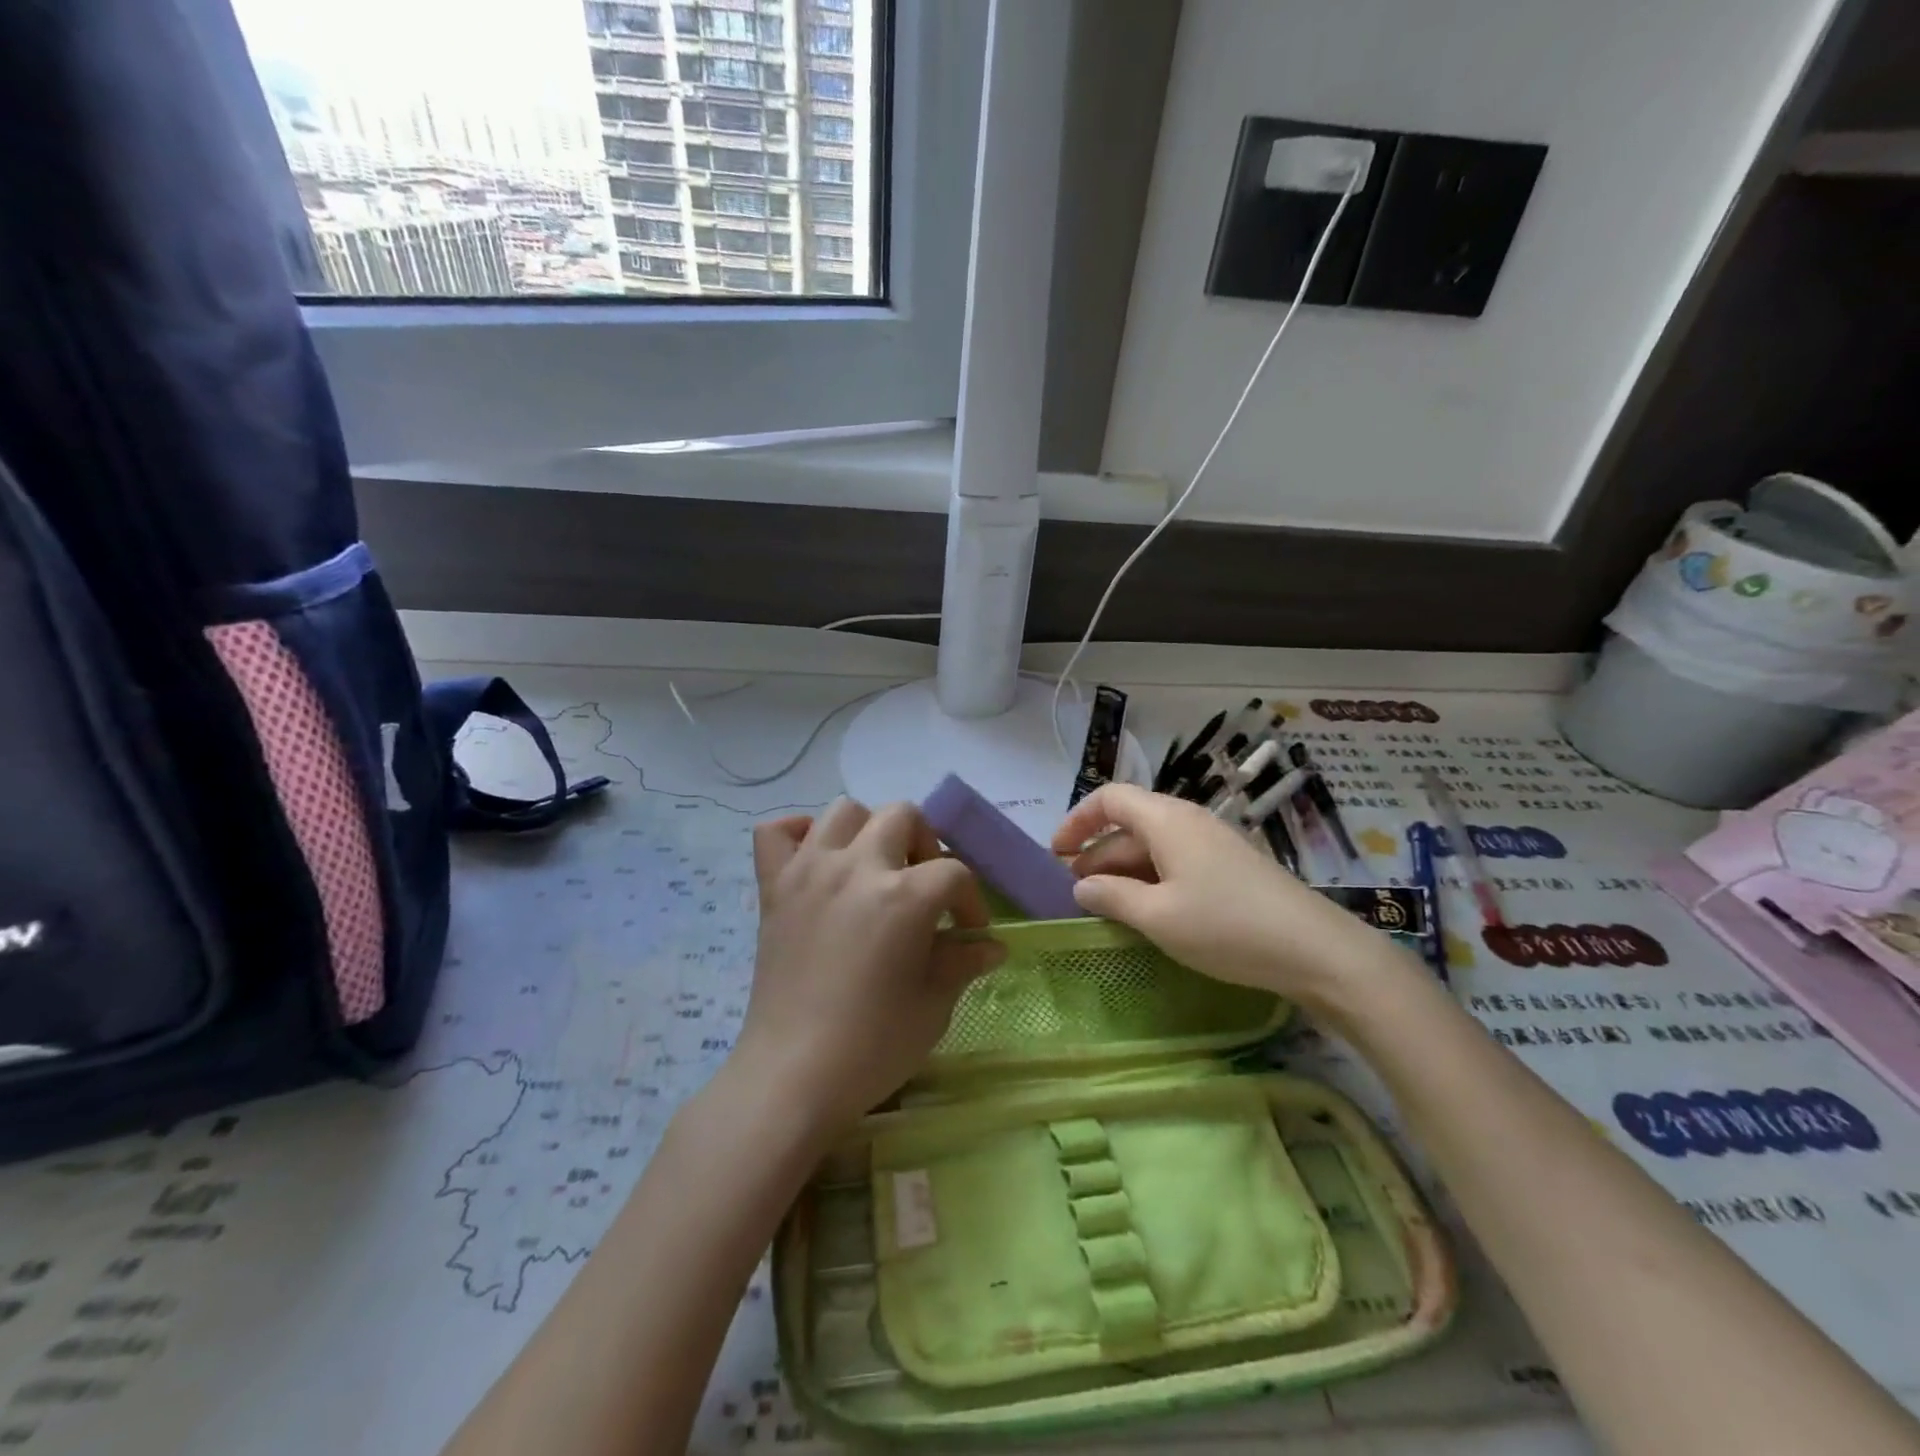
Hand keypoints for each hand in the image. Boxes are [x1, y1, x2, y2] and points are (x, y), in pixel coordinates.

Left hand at [736, 798, 1005, 1136]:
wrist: (792, 1075)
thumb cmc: (873, 1045)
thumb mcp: (933, 1005)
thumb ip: (962, 962)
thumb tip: (991, 946)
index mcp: (904, 897)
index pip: (954, 872)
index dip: (970, 901)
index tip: (970, 933)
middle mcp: (856, 867)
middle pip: (903, 816)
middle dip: (926, 846)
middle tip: (924, 890)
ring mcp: (809, 871)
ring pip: (844, 810)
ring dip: (868, 831)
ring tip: (874, 870)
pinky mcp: (773, 887)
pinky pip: (775, 831)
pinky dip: (798, 834)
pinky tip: (816, 860)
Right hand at [1051, 784, 1386, 1010]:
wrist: (1315, 950)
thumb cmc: (1226, 926)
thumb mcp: (1158, 917)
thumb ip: (1112, 897)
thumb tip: (1081, 886)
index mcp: (1167, 819)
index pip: (1109, 798)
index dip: (1077, 821)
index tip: (1056, 854)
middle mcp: (1188, 820)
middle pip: (1129, 823)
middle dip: (1096, 853)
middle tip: (1074, 891)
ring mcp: (1212, 843)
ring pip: (1153, 846)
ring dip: (1123, 870)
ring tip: (1104, 906)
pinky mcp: (1229, 867)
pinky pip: (1176, 862)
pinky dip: (1151, 880)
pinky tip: (1146, 913)